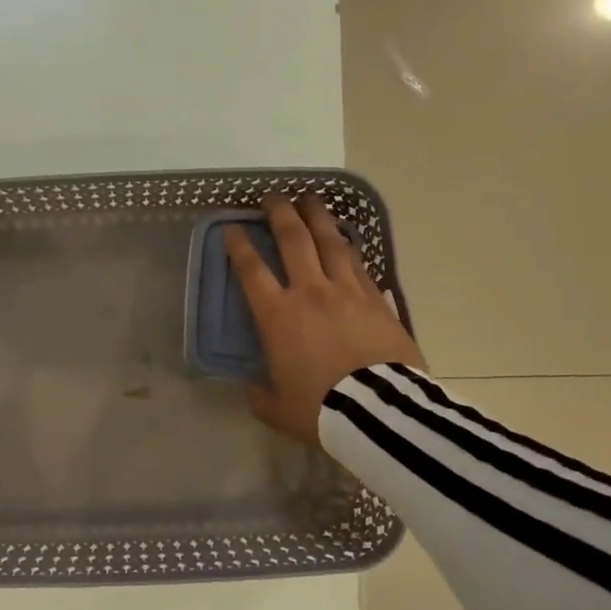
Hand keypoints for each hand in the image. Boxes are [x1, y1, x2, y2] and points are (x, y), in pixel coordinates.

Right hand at [224, 194, 425, 444]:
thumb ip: (261, 395)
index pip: (252, 270)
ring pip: (331, 242)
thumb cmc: (320, 410)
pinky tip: (347, 239)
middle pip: (294, 240)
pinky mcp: (377, 300)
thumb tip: (254, 389)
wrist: (378, 412)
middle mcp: (310, 292)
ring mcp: (347, 292)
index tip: (232, 228)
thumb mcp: (278, 409)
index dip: (239, 245)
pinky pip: (360, 264)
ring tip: (311, 199)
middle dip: (280, 213)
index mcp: (278, 316)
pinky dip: (350, 247)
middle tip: (273, 197)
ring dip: (318, 217)